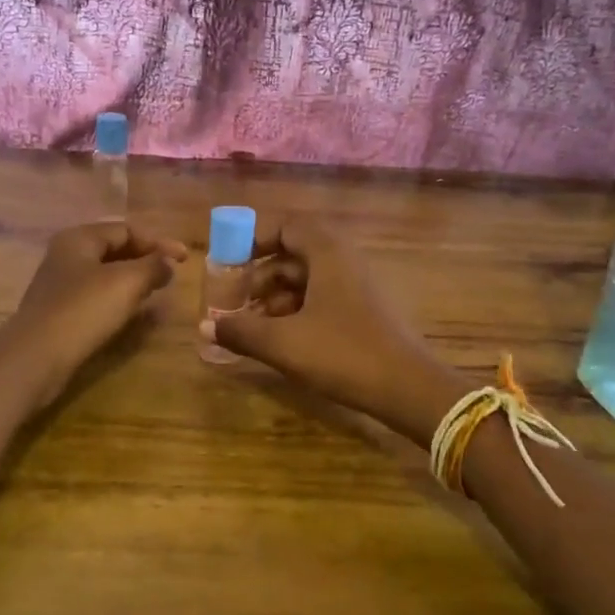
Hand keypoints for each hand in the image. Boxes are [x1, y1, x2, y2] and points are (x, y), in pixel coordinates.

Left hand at [7, 222, 187, 399]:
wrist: (36, 358)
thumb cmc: (84, 310)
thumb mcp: (127, 283)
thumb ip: (153, 267)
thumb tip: (168, 262)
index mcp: (79, 238)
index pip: (126, 229)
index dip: (158, 242)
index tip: (185, 260)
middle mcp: (66, 255)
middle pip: (114, 249)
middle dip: (145, 260)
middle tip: (171, 275)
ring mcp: (60, 285)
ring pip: (105, 275)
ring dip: (133, 281)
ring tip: (156, 293)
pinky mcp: (59, 312)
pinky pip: (95, 297)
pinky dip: (118, 300)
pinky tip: (131, 313)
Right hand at [203, 219, 460, 443]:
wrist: (409, 389)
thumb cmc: (343, 354)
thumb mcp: (284, 343)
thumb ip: (242, 331)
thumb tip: (205, 326)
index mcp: (327, 252)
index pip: (286, 226)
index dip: (254, 239)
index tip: (229, 262)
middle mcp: (345, 259)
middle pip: (294, 253)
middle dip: (261, 275)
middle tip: (235, 301)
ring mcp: (358, 285)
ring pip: (308, 279)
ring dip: (277, 297)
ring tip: (252, 327)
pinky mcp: (365, 310)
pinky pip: (323, 298)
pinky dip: (298, 311)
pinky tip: (282, 340)